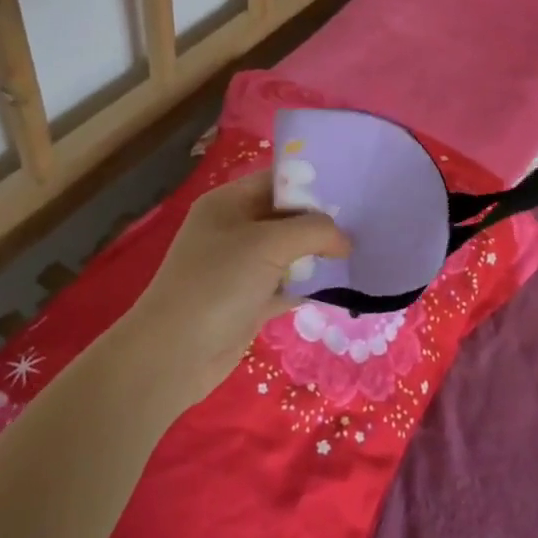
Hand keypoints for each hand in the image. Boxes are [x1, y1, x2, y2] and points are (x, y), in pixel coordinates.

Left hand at [115, 170, 349, 409]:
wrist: (172, 357)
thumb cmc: (217, 284)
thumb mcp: (268, 244)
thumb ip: (314, 231)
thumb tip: (345, 240)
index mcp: (229, 202)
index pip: (278, 180)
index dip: (313, 183)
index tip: (352, 188)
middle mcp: (234, 229)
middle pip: (287, 216)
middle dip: (322, 220)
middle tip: (365, 221)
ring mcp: (241, 267)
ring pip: (290, 252)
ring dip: (319, 254)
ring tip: (361, 250)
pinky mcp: (249, 301)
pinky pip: (287, 284)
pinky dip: (310, 285)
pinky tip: (341, 285)